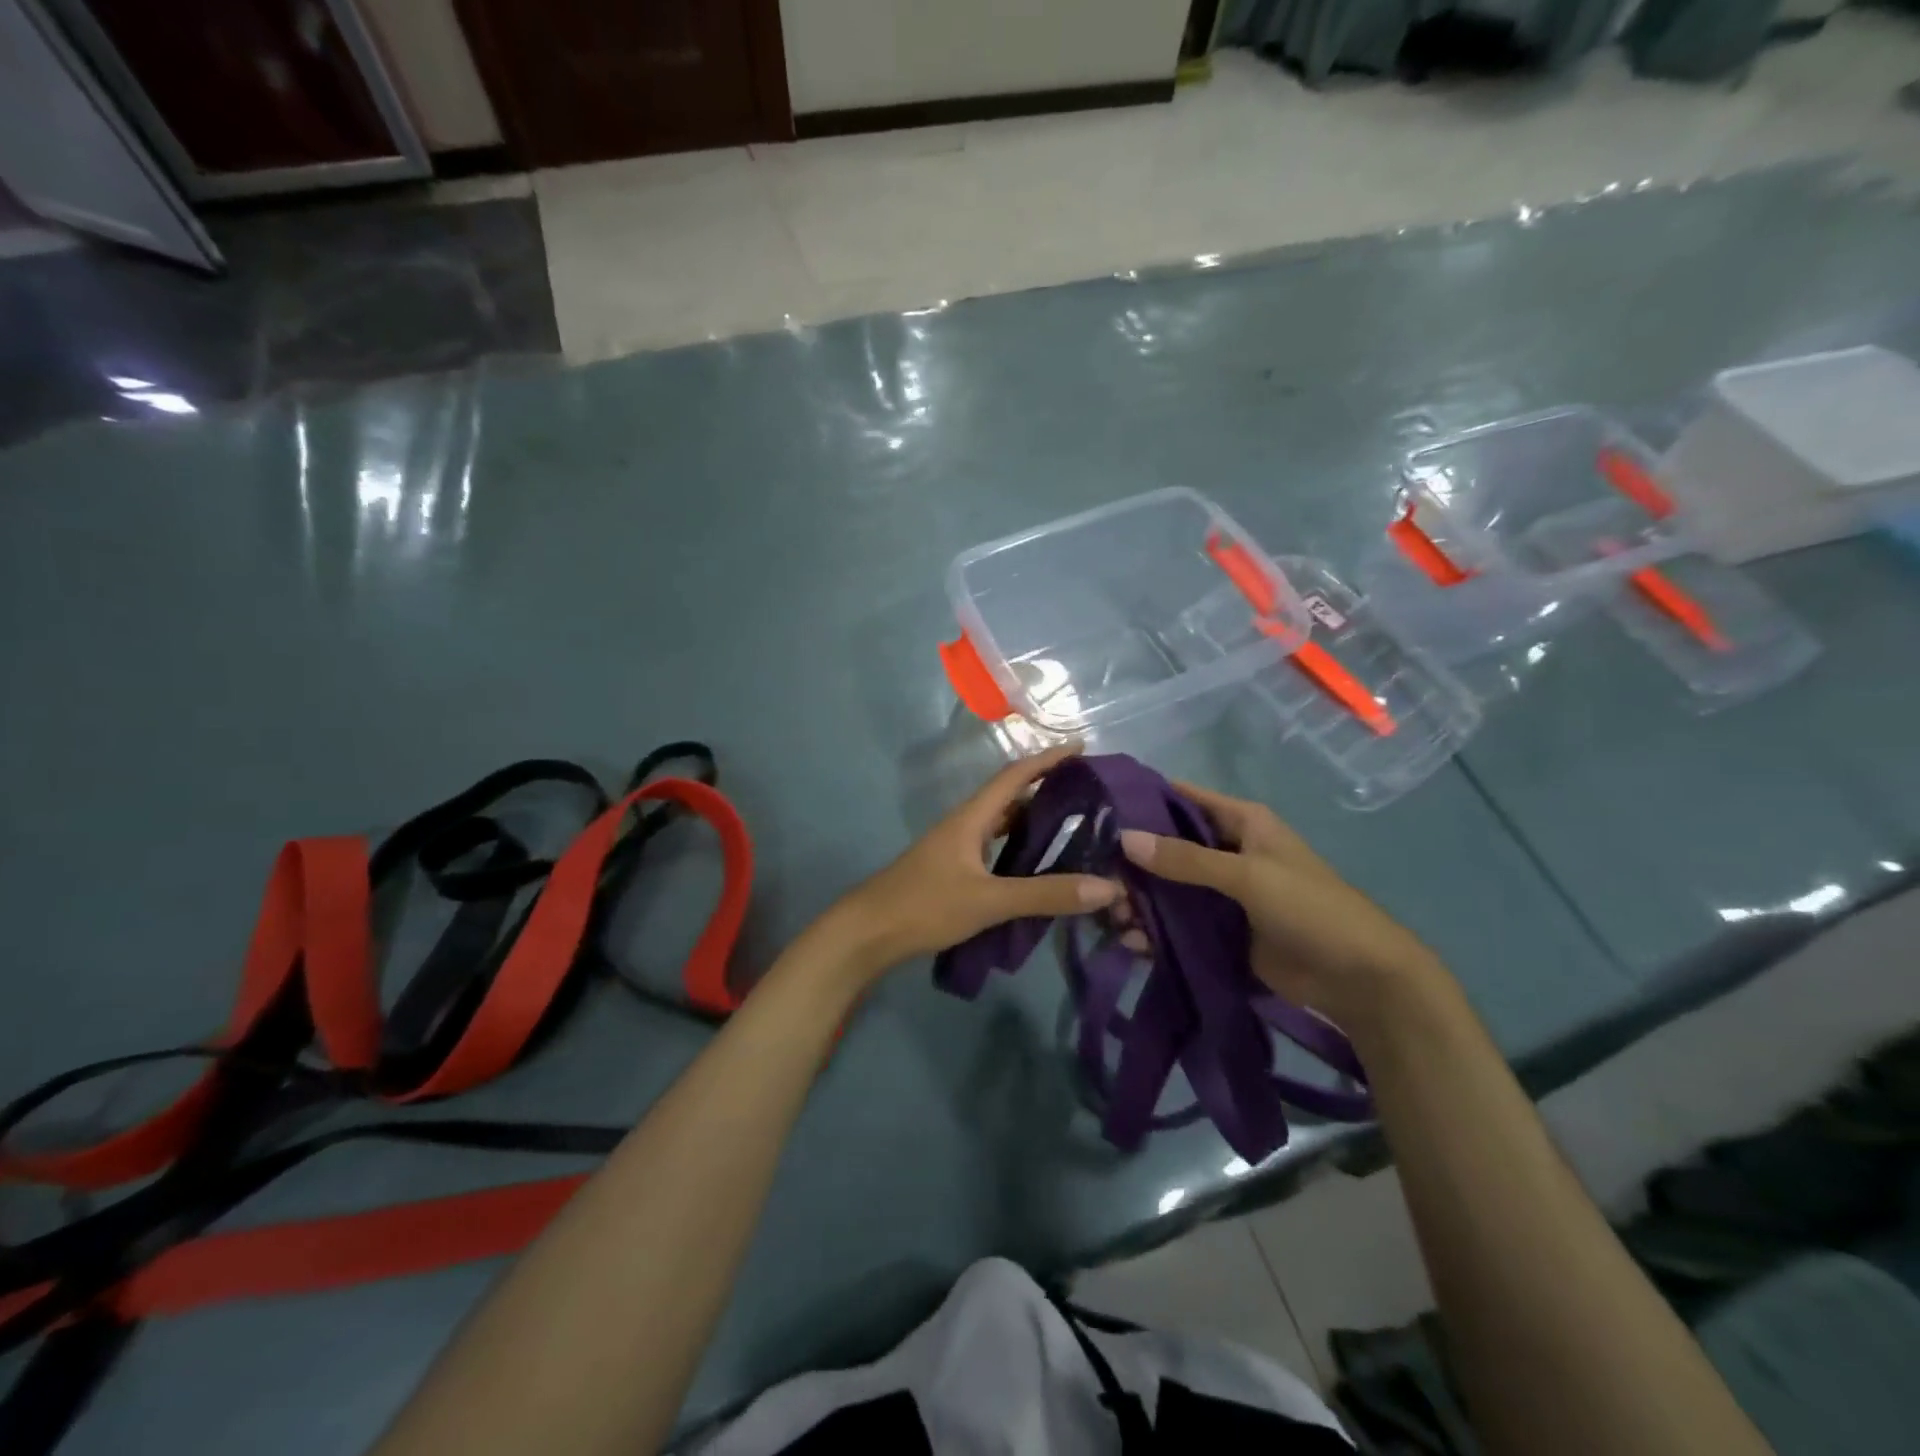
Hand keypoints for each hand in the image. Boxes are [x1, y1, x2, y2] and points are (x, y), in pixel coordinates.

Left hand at [829, 744, 1122, 978]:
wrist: (868, 932)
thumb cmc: (925, 906)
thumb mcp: (989, 901)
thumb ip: (1045, 894)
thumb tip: (1107, 886)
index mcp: (971, 817)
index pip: (1015, 776)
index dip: (1048, 759)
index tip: (1081, 747)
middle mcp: (965, 823)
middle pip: (1010, 794)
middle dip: (1047, 786)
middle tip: (1088, 792)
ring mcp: (956, 846)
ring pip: (1002, 821)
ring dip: (1033, 816)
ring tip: (1072, 823)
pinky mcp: (953, 868)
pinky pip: (994, 845)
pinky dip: (1018, 844)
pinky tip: (1035, 862)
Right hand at [1118, 780, 1450, 1034]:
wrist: (1360, 980)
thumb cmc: (1311, 909)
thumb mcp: (1248, 876)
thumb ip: (1186, 859)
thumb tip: (1123, 838)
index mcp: (1241, 822)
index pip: (1182, 798)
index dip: (1142, 801)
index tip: (1096, 810)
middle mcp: (1227, 851)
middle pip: (1168, 846)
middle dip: (1132, 860)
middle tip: (1094, 875)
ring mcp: (1222, 893)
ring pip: (1168, 887)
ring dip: (1139, 899)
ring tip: (1110, 915)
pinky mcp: (1220, 930)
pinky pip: (1178, 924)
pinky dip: (1154, 930)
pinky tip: (1130, 941)